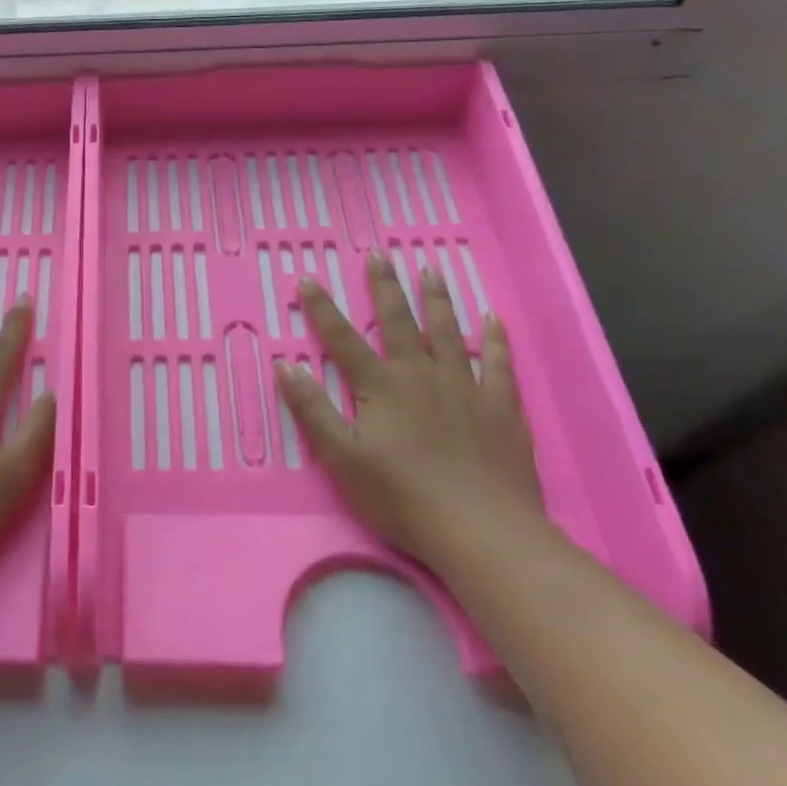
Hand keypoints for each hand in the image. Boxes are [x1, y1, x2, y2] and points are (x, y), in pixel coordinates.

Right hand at [275, 252, 544, 570]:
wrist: (482, 531)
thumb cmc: (402, 497)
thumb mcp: (342, 458)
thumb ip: (312, 410)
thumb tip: (285, 365)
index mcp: (381, 387)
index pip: (343, 339)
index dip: (322, 309)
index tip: (308, 278)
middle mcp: (421, 375)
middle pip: (400, 322)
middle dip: (385, 287)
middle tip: (380, 254)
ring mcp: (465, 388)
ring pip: (449, 332)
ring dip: (438, 300)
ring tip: (432, 270)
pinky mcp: (501, 408)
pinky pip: (500, 365)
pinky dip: (496, 341)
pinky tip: (494, 320)